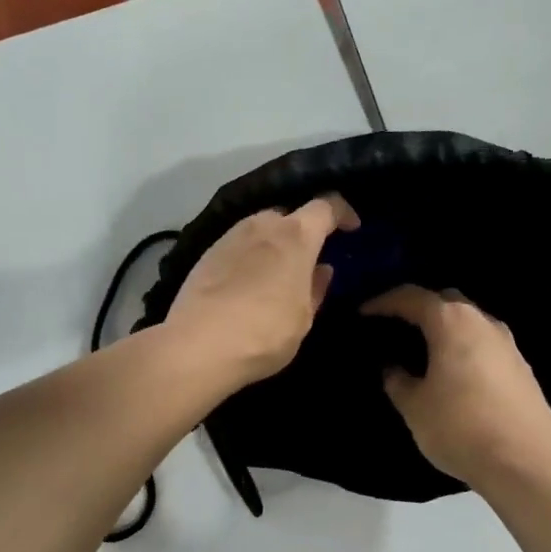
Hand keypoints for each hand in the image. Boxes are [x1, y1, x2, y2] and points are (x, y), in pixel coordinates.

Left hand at [165, 195, 359, 386]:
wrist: (198, 345)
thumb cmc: (265, 333)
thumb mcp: (303, 318)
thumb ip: (315, 289)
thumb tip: (321, 270)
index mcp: (296, 236)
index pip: (326, 206)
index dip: (343, 212)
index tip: (351, 228)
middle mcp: (262, 225)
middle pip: (290, 215)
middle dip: (303, 231)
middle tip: (308, 259)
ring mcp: (230, 236)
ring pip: (260, 228)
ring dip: (273, 243)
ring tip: (277, 272)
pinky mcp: (206, 253)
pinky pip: (238, 245)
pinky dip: (249, 255)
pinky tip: (247, 282)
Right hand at [361, 285, 550, 488]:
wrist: (527, 464)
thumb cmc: (461, 427)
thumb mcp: (415, 407)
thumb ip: (398, 381)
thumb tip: (393, 368)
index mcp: (452, 322)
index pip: (412, 297)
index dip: (384, 302)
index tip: (363, 313)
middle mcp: (483, 322)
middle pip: (446, 301)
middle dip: (419, 309)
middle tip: (396, 327)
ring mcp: (508, 344)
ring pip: (469, 322)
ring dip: (445, 330)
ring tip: (423, 351)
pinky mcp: (522, 368)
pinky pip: (484, 345)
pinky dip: (463, 348)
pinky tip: (453, 373)